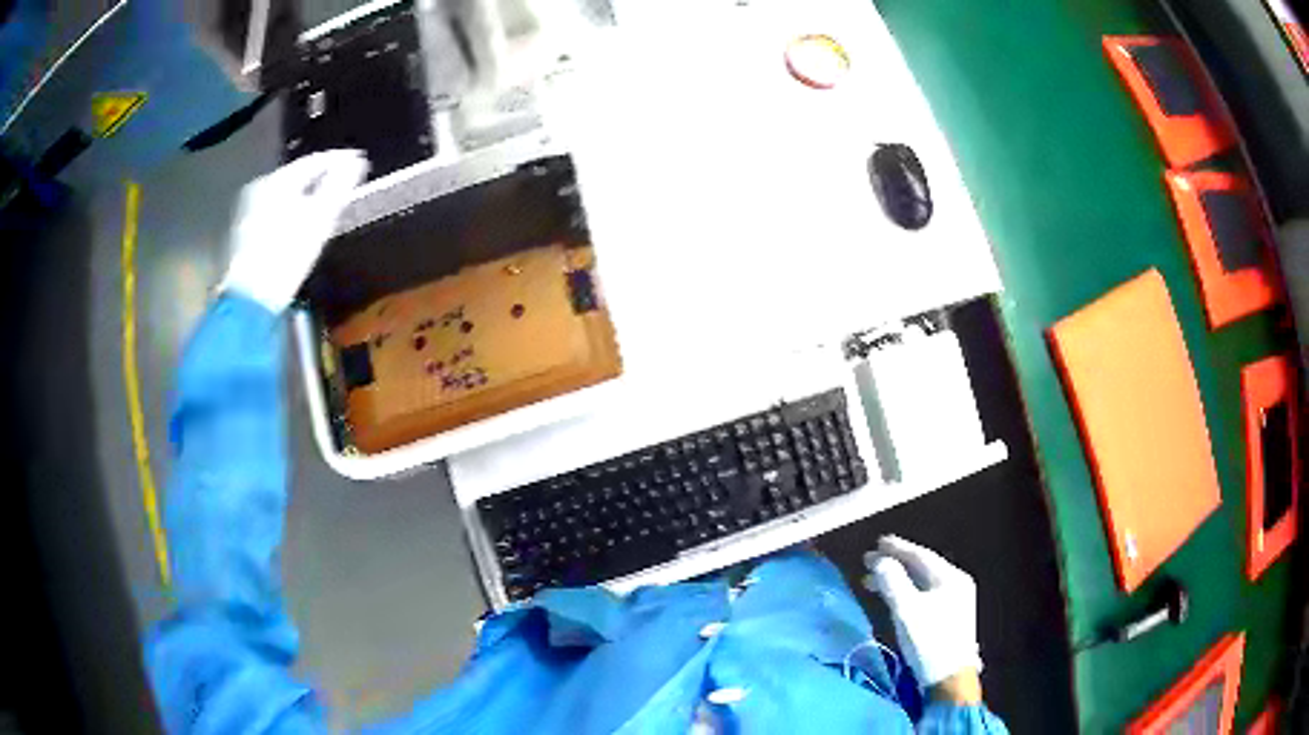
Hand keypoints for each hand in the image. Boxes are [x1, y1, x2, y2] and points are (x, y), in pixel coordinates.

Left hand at [220, 150, 368, 312]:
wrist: (252, 298)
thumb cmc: (287, 254)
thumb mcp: (320, 217)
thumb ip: (339, 185)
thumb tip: (356, 162)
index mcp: (277, 180)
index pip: (314, 161)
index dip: (340, 159)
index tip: (360, 161)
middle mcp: (261, 188)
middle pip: (298, 175)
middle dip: (323, 176)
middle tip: (346, 180)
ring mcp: (250, 209)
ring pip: (286, 193)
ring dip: (308, 193)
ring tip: (328, 199)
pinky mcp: (246, 231)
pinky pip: (276, 209)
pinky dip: (293, 209)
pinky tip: (304, 220)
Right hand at [863, 535, 982, 695]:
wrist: (949, 677)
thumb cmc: (929, 641)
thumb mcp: (907, 611)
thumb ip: (893, 583)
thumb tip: (880, 560)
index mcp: (950, 577)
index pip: (921, 555)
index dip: (897, 548)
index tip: (877, 543)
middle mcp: (956, 583)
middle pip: (922, 567)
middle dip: (895, 563)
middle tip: (870, 561)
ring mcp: (956, 599)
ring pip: (923, 581)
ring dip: (899, 579)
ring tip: (874, 581)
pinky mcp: (951, 615)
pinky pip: (926, 593)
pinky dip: (908, 591)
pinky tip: (895, 597)